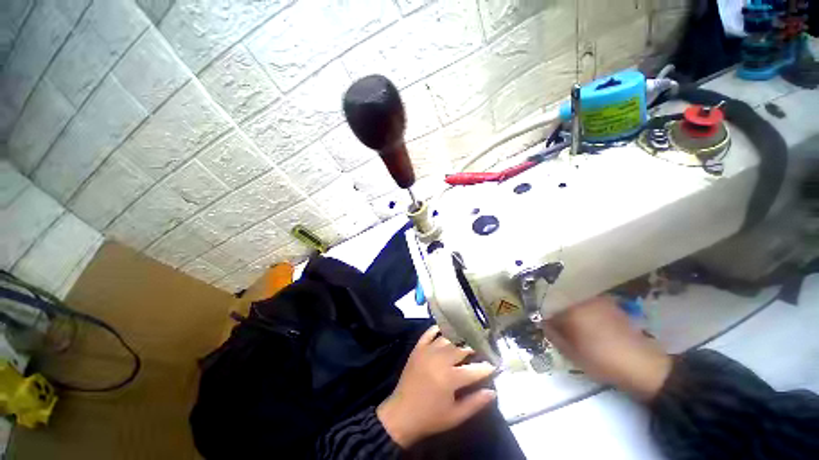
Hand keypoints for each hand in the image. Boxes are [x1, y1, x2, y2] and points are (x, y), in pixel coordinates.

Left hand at [377, 325, 496, 447]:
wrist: (401, 415)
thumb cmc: (430, 418)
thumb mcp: (455, 416)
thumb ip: (475, 403)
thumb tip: (493, 392)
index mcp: (450, 378)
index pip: (474, 369)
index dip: (487, 367)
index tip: (495, 365)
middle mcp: (439, 360)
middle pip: (461, 348)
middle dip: (474, 347)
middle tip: (482, 348)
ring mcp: (427, 351)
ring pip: (447, 338)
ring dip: (458, 337)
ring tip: (467, 338)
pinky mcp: (417, 349)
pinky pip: (428, 333)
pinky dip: (437, 329)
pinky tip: (445, 329)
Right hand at [542, 296, 671, 400]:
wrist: (642, 365)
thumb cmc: (602, 362)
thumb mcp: (572, 354)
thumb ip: (554, 337)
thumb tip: (545, 325)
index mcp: (570, 312)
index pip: (550, 315)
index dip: (551, 326)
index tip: (556, 336)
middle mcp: (583, 302)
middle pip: (564, 308)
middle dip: (564, 320)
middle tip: (570, 336)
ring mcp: (599, 302)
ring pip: (579, 307)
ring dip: (578, 317)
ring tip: (585, 334)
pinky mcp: (613, 306)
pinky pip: (593, 308)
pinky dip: (591, 315)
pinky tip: (598, 330)